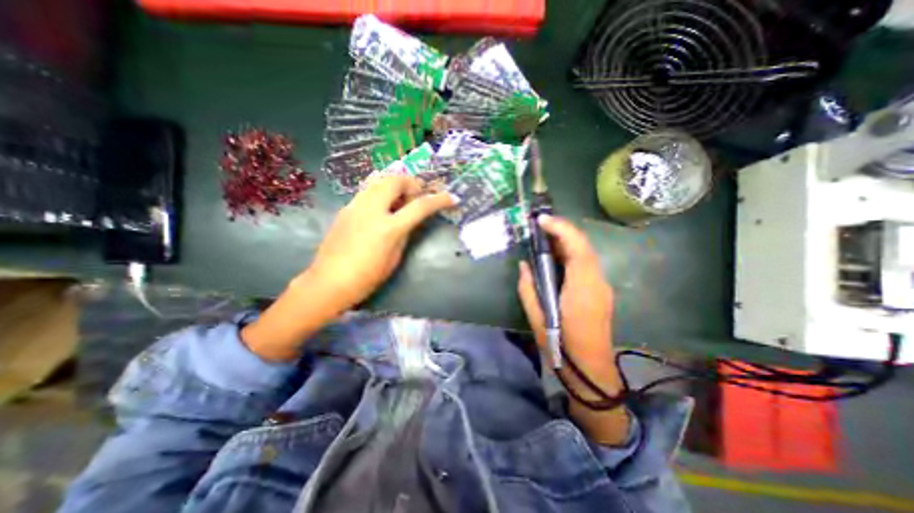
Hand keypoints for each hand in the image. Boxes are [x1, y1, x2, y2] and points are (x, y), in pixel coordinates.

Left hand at [241, 177, 454, 360]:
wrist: (329, 282)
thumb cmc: (367, 277)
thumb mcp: (394, 257)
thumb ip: (405, 233)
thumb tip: (411, 219)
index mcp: (388, 228)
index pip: (420, 206)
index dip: (439, 200)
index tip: (451, 197)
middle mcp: (371, 210)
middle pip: (396, 180)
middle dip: (412, 183)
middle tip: (418, 195)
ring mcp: (355, 206)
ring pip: (379, 180)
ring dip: (396, 184)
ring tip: (401, 198)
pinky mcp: (345, 208)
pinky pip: (368, 191)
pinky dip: (381, 192)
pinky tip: (382, 207)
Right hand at [517, 214, 633, 443]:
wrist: (590, 369)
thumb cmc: (561, 346)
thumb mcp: (537, 317)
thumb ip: (528, 288)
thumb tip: (524, 265)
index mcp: (581, 289)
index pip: (577, 248)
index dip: (561, 229)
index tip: (541, 220)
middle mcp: (596, 282)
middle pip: (584, 246)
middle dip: (562, 230)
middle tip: (539, 225)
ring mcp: (602, 286)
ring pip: (586, 253)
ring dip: (567, 240)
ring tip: (544, 235)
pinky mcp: (600, 290)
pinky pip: (586, 263)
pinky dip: (571, 252)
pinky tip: (556, 254)